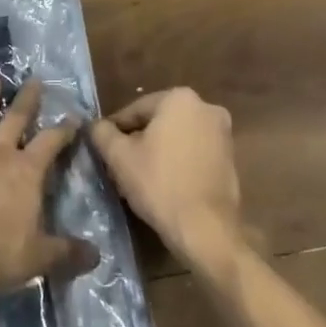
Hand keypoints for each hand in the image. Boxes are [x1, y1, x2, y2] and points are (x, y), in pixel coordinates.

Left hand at [0, 79, 97, 313]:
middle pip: (15, 119)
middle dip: (26, 99)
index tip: (74, 117)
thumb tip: (96, 255)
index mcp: (27, 171)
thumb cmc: (1, 256)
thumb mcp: (41, 257)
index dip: (64, 129)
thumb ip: (68, 252)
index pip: (51, 142)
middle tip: (33, 80)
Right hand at [89, 88, 241, 273]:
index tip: (103, 149)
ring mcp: (223, 133)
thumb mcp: (119, 157)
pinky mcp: (231, 157)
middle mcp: (206, 107)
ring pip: (177, 137)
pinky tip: (164, 184)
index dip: (115, 130)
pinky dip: (178, 161)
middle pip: (158, 122)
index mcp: (180, 98)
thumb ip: (101, 133)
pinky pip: (194, 152)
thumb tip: (94, 125)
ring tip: (139, 177)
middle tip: (119, 165)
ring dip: (158, 151)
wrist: (206, 228)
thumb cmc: (159, 184)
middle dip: (138, 140)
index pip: (135, 110)